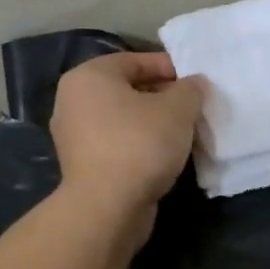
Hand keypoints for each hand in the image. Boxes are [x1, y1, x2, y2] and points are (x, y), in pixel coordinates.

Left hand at [50, 51, 207, 219]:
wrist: (107, 208)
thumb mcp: (177, 109)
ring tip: (185, 131)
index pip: (135, 61)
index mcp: (89, 76)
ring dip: (154, 122)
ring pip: (123, 118)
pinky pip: (118, 142)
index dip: (169, 67)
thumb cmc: (140, 144)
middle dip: (163, 96)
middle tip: (193, 106)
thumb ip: (190, 89)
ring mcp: (75, 135)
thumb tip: (195, 83)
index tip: (196, 81)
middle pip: (127, 89)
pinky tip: (166, 154)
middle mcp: (74, 101)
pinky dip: (141, 143)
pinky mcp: (83, 164)